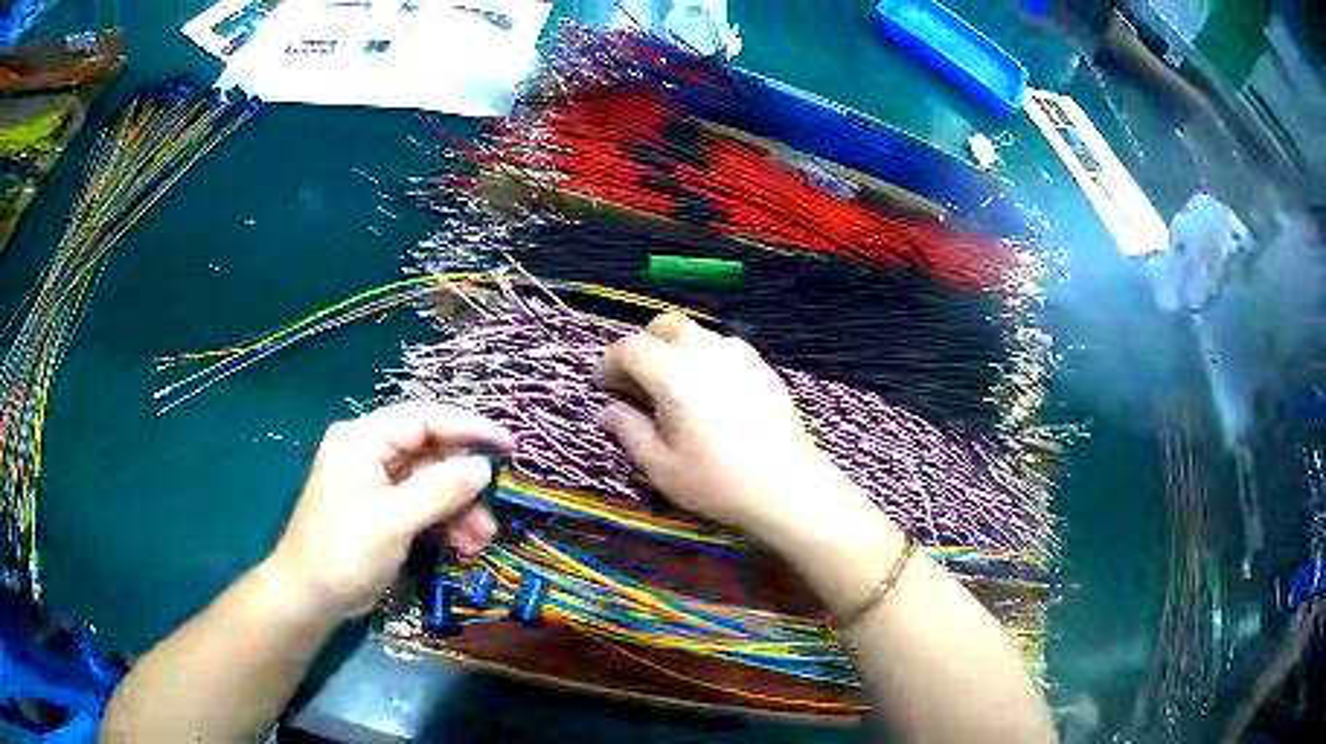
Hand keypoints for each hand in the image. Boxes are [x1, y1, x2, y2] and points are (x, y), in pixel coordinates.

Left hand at [263, 402, 512, 619]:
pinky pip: (421, 504)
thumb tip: (482, 467)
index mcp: (363, 439)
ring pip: (430, 482)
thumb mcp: (393, 521)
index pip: (424, 419)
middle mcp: (370, 452)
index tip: (508, 446)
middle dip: (463, 484)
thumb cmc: (343, 552)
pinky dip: (443, 521)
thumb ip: (439, 490)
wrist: (309, 597)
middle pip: (430, 453)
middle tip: (491, 513)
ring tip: (479, 541)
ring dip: (457, 509)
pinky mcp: (381, 509)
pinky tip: (462, 546)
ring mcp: (375, 481)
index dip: (468, 428)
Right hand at [600, 314, 854, 547]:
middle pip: (666, 326)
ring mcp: (740, 357)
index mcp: (673, 373)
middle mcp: (705, 353)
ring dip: (676, 348)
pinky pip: (727, 348)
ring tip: (673, 385)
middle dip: (644, 345)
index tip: (604, 386)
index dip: (610, 363)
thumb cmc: (715, 481)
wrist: (787, 487)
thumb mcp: (659, 465)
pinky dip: (707, 357)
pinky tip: (711, 390)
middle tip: (636, 380)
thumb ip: (628, 429)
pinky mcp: (764, 369)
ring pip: (699, 334)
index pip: (631, 348)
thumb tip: (609, 409)